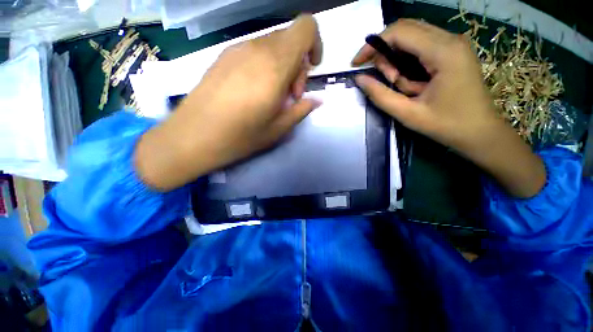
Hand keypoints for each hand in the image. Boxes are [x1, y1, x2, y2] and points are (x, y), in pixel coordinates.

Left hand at [135, 15, 321, 190]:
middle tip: (289, 95)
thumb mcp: (279, 129)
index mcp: (274, 66)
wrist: (193, 137)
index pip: (305, 28)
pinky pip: (254, 51)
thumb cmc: (240, 137)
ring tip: (271, 96)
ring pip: (272, 45)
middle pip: (290, 39)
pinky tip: (254, 91)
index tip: (310, 70)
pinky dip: (264, 66)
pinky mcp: (223, 56)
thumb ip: (301, 110)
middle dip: (297, 65)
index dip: (315, 44)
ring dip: (281, 67)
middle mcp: (256, 49)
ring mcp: (236, 50)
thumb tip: (317, 100)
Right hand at [352, 19, 545, 197]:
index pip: (399, 32)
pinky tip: (410, 81)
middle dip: (384, 51)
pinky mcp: (453, 51)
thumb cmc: (446, 125)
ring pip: (412, 37)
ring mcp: (454, 43)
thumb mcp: (407, 113)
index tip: (356, 64)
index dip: (372, 45)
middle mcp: (451, 39)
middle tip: (380, 78)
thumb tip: (359, 78)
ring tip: (399, 84)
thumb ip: (380, 95)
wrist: (480, 132)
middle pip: (405, 29)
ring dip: (396, 58)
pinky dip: (407, 61)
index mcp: (443, 52)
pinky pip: (421, 46)